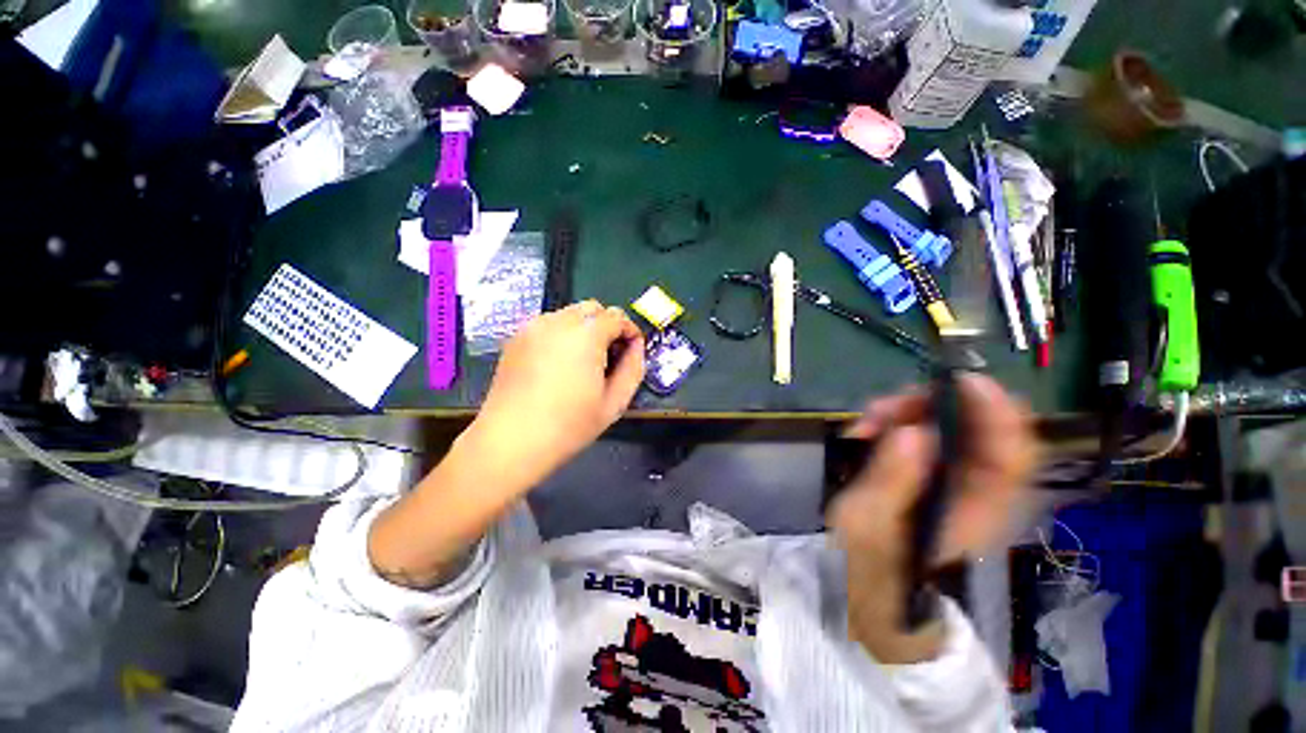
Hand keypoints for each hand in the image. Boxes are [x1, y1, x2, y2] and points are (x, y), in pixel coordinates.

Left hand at [466, 300, 644, 491]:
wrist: (511, 441)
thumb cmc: (569, 425)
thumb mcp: (614, 402)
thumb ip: (633, 369)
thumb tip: (637, 346)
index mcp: (586, 334)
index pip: (617, 317)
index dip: (630, 331)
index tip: (632, 352)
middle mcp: (558, 321)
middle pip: (593, 308)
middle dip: (607, 325)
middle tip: (609, 356)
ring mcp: (533, 327)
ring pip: (569, 314)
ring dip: (585, 329)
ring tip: (584, 362)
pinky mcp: (517, 338)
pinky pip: (549, 325)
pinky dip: (562, 334)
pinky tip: (559, 364)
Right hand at [828, 374, 1037, 660]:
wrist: (859, 576)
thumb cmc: (866, 558)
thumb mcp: (868, 521)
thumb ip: (891, 479)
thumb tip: (912, 431)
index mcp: (975, 511)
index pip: (1011, 457)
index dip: (997, 414)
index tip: (964, 381)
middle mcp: (973, 488)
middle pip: (974, 431)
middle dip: (928, 407)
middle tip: (882, 407)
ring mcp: (948, 475)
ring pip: (942, 425)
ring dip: (901, 412)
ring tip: (863, 421)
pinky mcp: (924, 466)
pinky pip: (916, 431)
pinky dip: (890, 422)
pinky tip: (863, 430)